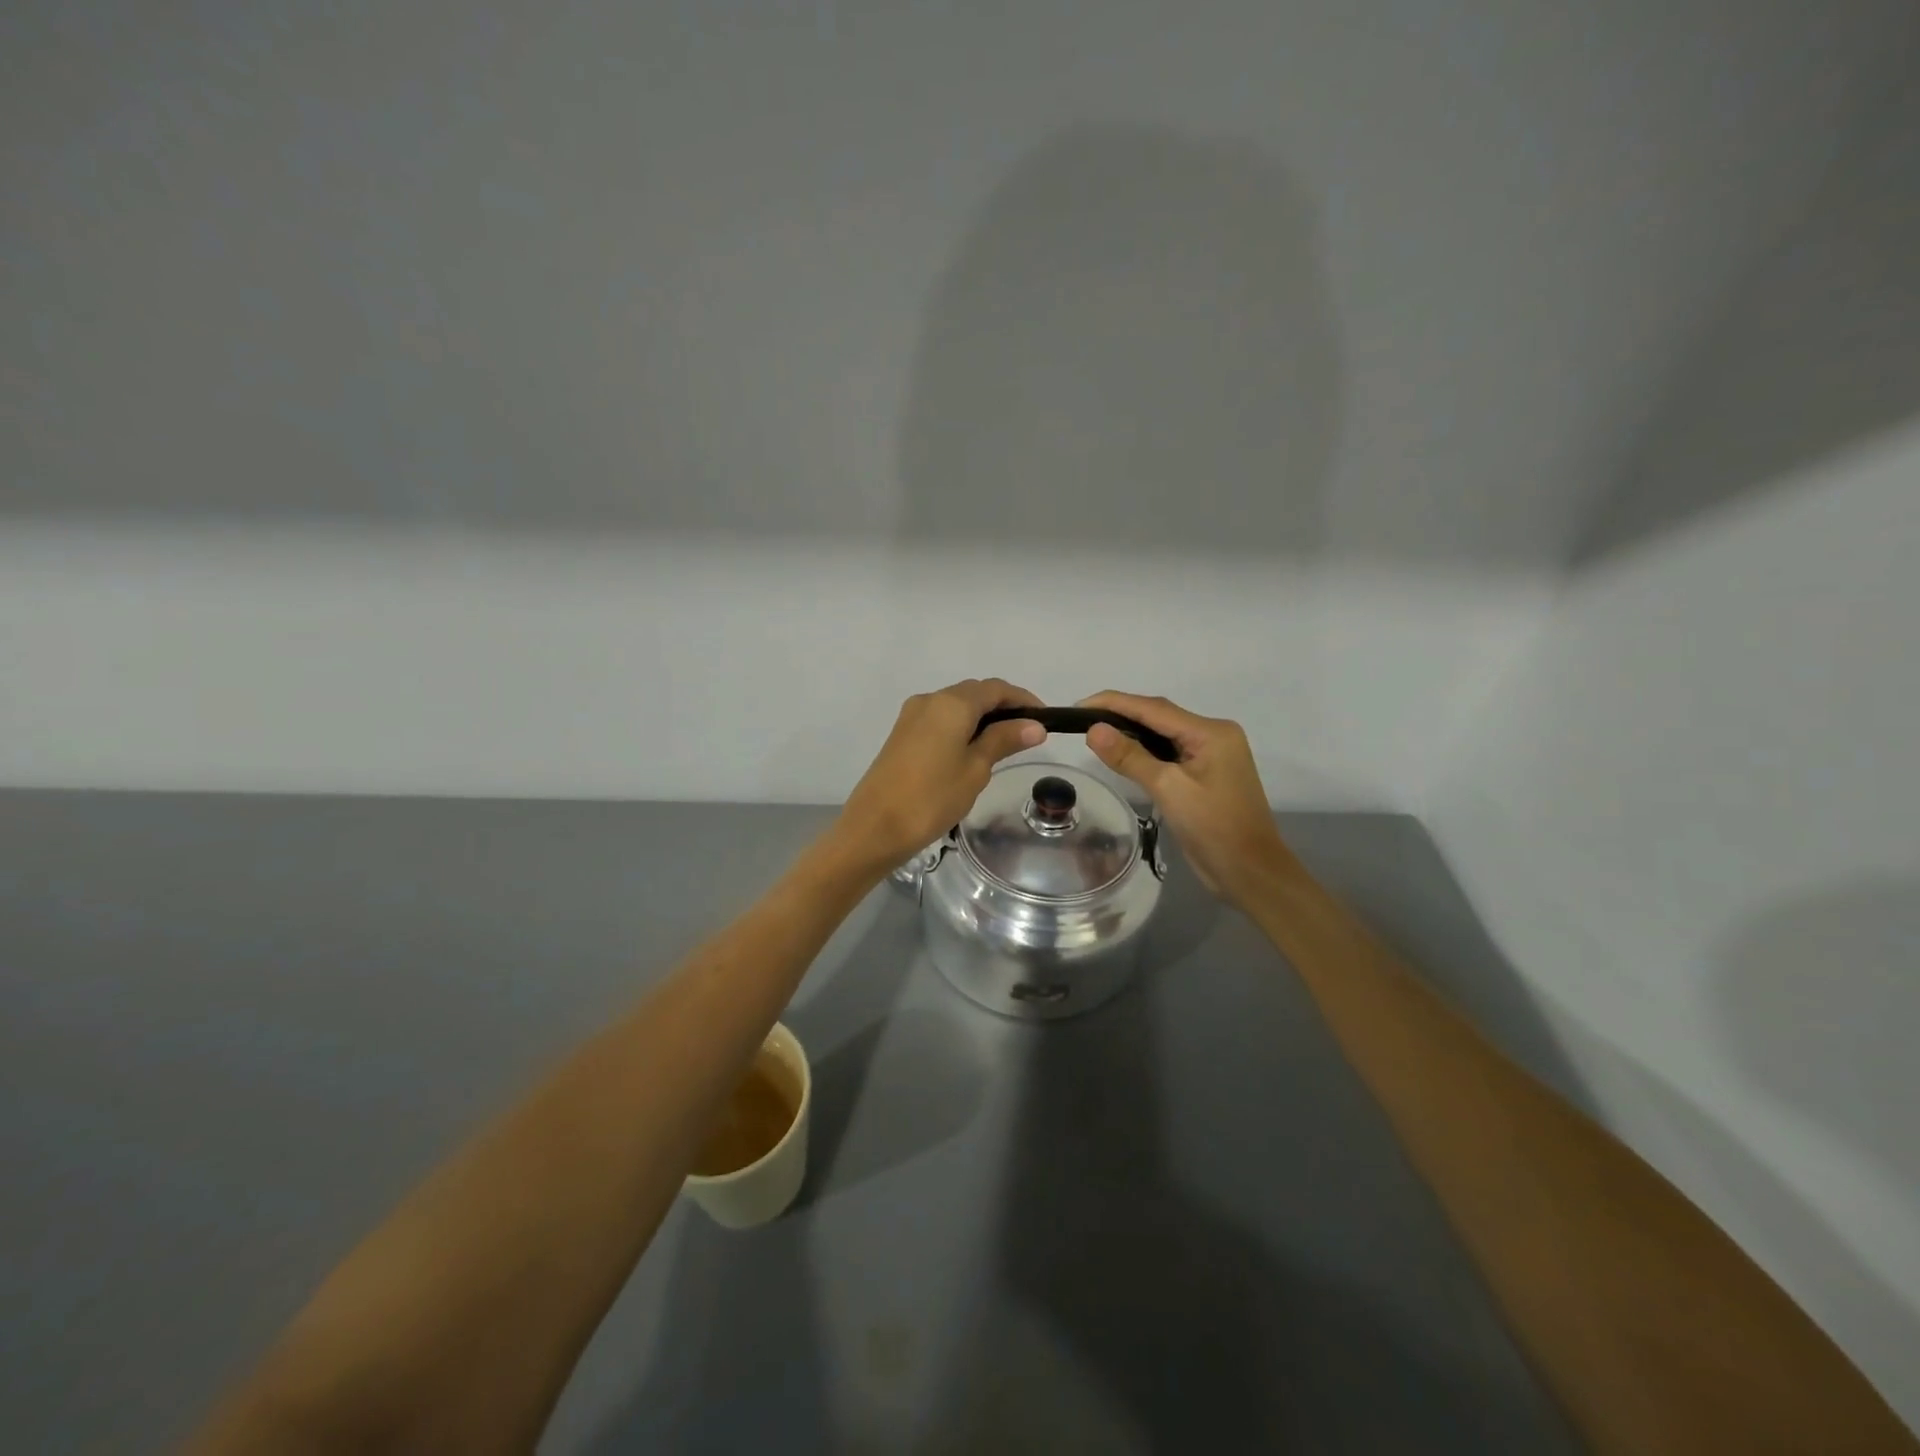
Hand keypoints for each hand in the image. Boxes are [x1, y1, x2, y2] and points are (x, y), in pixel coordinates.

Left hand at [834, 679, 1045, 869]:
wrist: (874, 827)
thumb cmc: (932, 798)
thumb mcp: (975, 769)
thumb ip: (1003, 740)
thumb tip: (1034, 725)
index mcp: (951, 703)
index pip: (996, 689)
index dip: (1023, 699)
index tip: (1045, 719)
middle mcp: (930, 699)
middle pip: (975, 693)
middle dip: (1003, 707)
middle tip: (1028, 734)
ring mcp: (911, 716)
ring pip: (956, 706)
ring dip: (982, 717)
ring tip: (1005, 744)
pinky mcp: (902, 734)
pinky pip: (940, 720)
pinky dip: (962, 727)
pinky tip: (973, 751)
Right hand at [1079, 691, 1295, 907]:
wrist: (1251, 873)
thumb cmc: (1214, 829)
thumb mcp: (1168, 789)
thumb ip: (1130, 757)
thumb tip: (1094, 730)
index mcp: (1210, 732)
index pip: (1153, 708)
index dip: (1113, 703)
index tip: (1079, 706)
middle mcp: (1213, 735)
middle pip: (1159, 716)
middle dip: (1120, 715)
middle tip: (1081, 721)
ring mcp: (1211, 755)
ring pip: (1163, 734)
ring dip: (1131, 733)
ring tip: (1094, 735)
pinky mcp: (1205, 774)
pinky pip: (1169, 752)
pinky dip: (1144, 751)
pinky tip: (1122, 755)